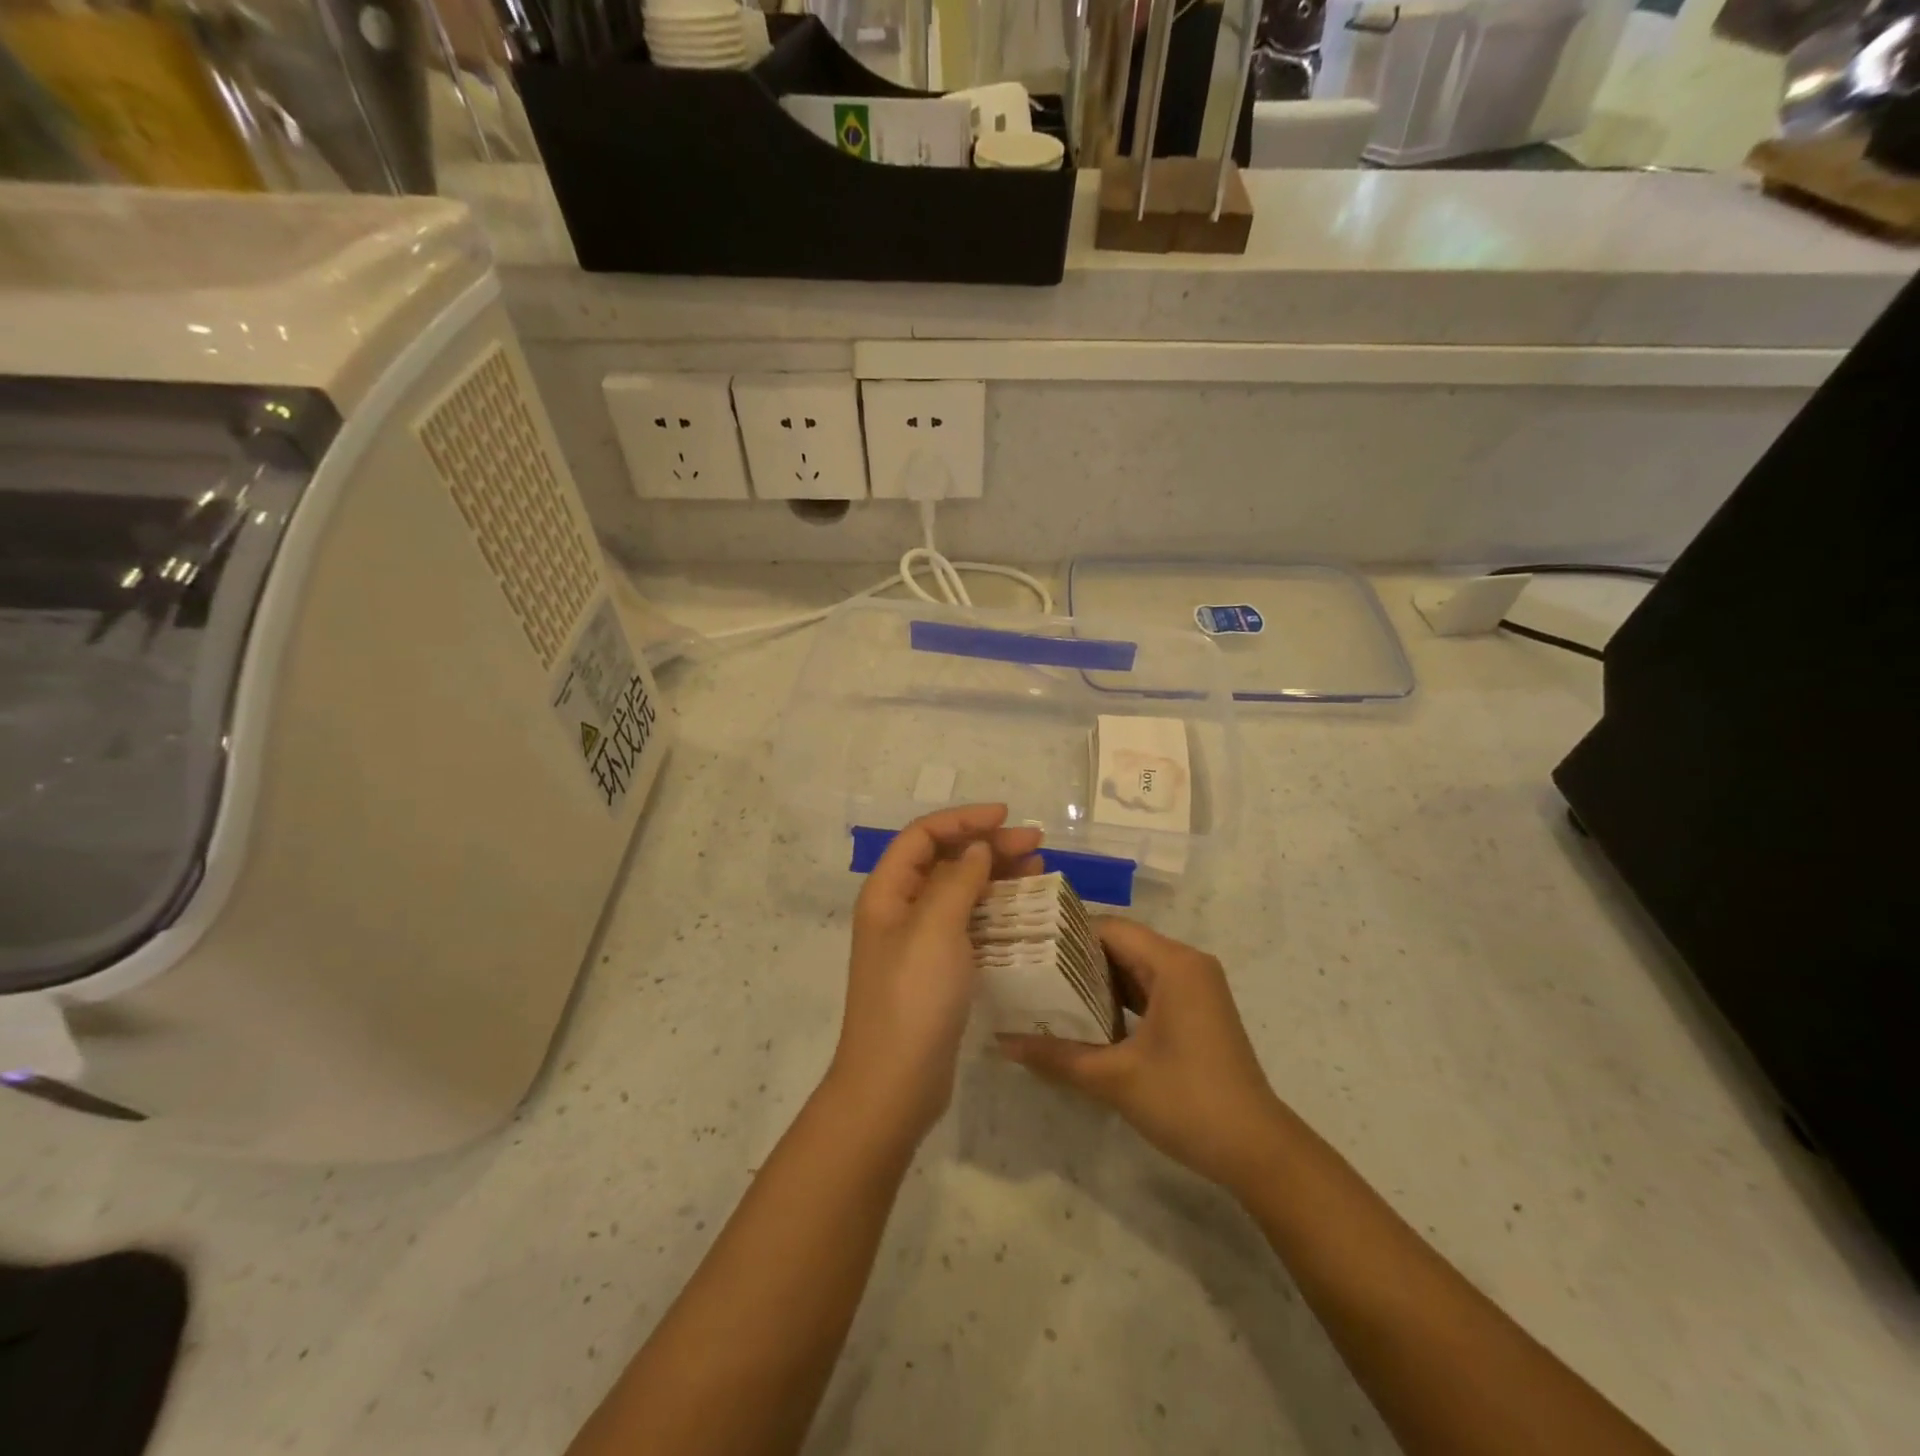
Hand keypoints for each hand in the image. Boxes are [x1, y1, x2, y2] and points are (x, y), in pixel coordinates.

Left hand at [829, 805, 1042, 1144]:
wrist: (895, 1084)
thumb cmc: (912, 998)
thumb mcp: (935, 929)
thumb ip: (957, 880)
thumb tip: (976, 849)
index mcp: (887, 892)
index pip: (923, 836)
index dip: (963, 819)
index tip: (1005, 816)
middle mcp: (900, 910)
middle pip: (945, 861)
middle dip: (988, 846)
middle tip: (1036, 845)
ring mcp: (919, 942)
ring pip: (960, 892)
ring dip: (996, 876)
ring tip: (1039, 868)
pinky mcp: (938, 969)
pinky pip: (968, 924)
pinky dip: (995, 911)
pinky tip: (1025, 910)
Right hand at [1000, 919, 1285, 1193]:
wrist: (1258, 1151)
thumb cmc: (1188, 1102)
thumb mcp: (1115, 1079)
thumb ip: (1057, 1056)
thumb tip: (1001, 1043)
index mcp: (1174, 964)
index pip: (1108, 929)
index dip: (1065, 935)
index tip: (1026, 949)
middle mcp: (1187, 964)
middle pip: (1120, 944)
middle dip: (1075, 958)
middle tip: (1028, 970)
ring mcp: (1195, 988)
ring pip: (1134, 968)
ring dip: (1095, 980)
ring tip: (1045, 991)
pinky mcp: (1196, 1011)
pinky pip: (1149, 989)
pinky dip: (1118, 998)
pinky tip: (1084, 1016)